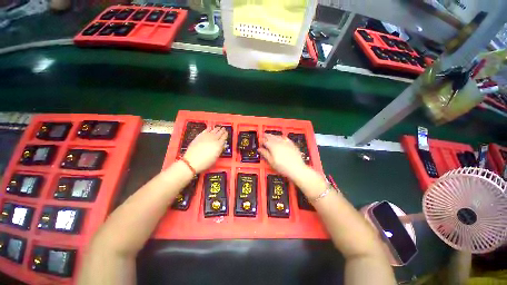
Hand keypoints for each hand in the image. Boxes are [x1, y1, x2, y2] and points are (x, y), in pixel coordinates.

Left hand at [184, 127, 227, 172]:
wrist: (192, 161)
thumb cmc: (206, 162)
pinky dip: (209, 128)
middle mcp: (214, 139)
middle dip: (222, 130)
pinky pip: (206, 130)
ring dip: (216, 128)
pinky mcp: (200, 136)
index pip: (224, 137)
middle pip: (219, 133)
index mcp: (219, 144)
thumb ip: (220, 150)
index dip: (226, 134)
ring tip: (219, 127)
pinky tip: (210, 128)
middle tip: (224, 128)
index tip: (227, 132)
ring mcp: (206, 136)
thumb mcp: (216, 157)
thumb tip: (223, 145)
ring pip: (213, 130)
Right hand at [258, 134, 306, 177]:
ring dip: (273, 135)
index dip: (261, 141)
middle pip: (271, 137)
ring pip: (277, 136)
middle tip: (263, 135)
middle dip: (266, 136)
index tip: (260, 142)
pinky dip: (281, 136)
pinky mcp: (291, 144)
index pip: (265, 141)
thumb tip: (260, 149)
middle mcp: (279, 142)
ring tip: (270, 135)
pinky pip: (285, 137)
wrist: (297, 168)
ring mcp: (286, 142)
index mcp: (273, 146)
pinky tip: (281, 137)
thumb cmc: (283, 167)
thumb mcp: (272, 162)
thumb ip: (265, 154)